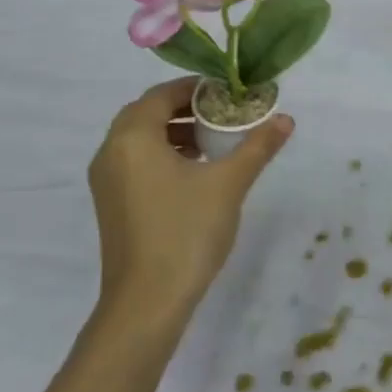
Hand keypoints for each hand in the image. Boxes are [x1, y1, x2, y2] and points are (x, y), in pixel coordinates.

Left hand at [87, 78, 293, 333]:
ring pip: (139, 139)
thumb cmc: (186, 232)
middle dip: (185, 109)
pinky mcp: (110, 204)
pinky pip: (134, 162)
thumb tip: (286, 119)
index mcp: (133, 137)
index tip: (228, 94)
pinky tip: (193, 173)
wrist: (146, 303)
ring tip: (212, 143)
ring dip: (173, 132)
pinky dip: (161, 155)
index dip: (195, 88)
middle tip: (222, 116)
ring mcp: (106, 180)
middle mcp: (111, 151)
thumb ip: (257, 146)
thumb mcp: (229, 184)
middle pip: (147, 113)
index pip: (162, 94)